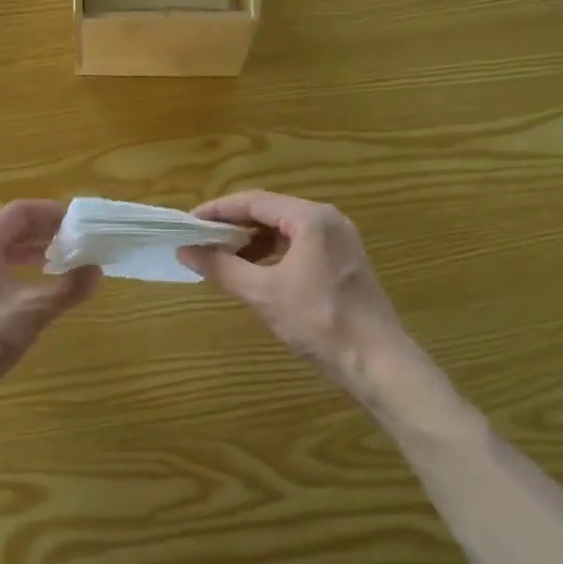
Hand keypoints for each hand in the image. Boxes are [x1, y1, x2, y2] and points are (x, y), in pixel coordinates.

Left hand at [0, 201, 98, 417]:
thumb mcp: (31, 312)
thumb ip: (67, 288)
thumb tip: (97, 270)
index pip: (20, 212)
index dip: (54, 212)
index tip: (83, 222)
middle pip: (11, 229)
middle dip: (47, 232)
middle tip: (81, 241)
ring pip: (3, 251)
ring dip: (35, 252)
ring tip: (66, 261)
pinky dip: (21, 271)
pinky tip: (38, 288)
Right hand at [181, 191, 411, 393]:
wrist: (377, 362)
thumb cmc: (319, 321)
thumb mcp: (263, 293)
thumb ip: (222, 267)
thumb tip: (185, 251)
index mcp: (311, 218)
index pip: (254, 201)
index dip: (218, 210)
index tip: (188, 222)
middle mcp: (328, 221)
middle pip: (270, 212)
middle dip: (233, 225)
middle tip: (200, 239)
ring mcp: (340, 242)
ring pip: (285, 230)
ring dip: (252, 241)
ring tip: (221, 257)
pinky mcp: (343, 263)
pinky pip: (299, 247)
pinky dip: (272, 254)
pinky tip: (254, 272)